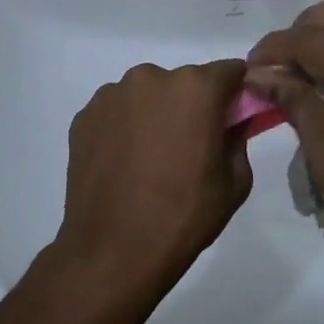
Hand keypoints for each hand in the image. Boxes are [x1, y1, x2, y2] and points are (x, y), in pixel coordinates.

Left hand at [39, 59, 253, 323]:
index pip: (229, 71)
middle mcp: (151, 78)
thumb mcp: (234, 182)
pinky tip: (123, 164)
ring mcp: (112, 95)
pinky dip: (124, 128)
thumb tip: (231, 123)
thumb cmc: (183, 217)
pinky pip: (116, 112)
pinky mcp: (84, 115)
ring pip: (147, 95)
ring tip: (150, 160)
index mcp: (195, 88)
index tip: (234, 116)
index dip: (236, 92)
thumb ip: (238, 138)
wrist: (112, 252)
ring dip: (154, 114)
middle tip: (189, 146)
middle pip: (184, 82)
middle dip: (191, 105)